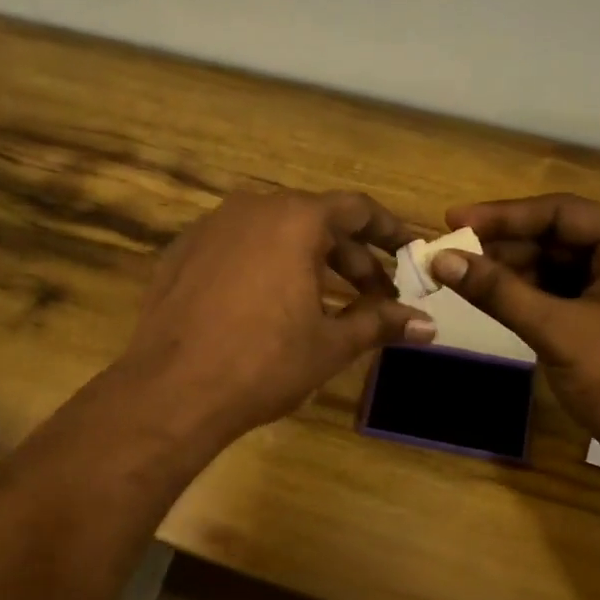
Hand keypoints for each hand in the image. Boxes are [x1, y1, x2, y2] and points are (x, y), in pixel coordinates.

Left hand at [117, 190, 434, 447]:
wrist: (171, 390)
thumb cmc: (263, 363)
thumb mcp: (330, 344)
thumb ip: (380, 324)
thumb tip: (428, 325)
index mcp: (294, 219)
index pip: (357, 209)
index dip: (390, 230)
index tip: (411, 252)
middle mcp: (251, 208)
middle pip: (316, 221)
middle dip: (351, 257)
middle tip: (376, 296)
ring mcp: (210, 228)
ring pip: (274, 234)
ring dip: (309, 262)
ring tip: (328, 303)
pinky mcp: (181, 253)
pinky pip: (238, 249)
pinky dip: (266, 267)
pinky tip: (271, 306)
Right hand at [431, 194, 599, 460]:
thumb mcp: (558, 329)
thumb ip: (498, 291)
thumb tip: (441, 259)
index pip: (559, 213)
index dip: (500, 216)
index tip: (451, 220)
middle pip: (556, 238)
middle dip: (502, 247)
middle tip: (447, 253)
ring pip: (555, 267)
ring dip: (509, 272)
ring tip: (458, 275)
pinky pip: (560, 293)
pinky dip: (526, 296)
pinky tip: (490, 298)